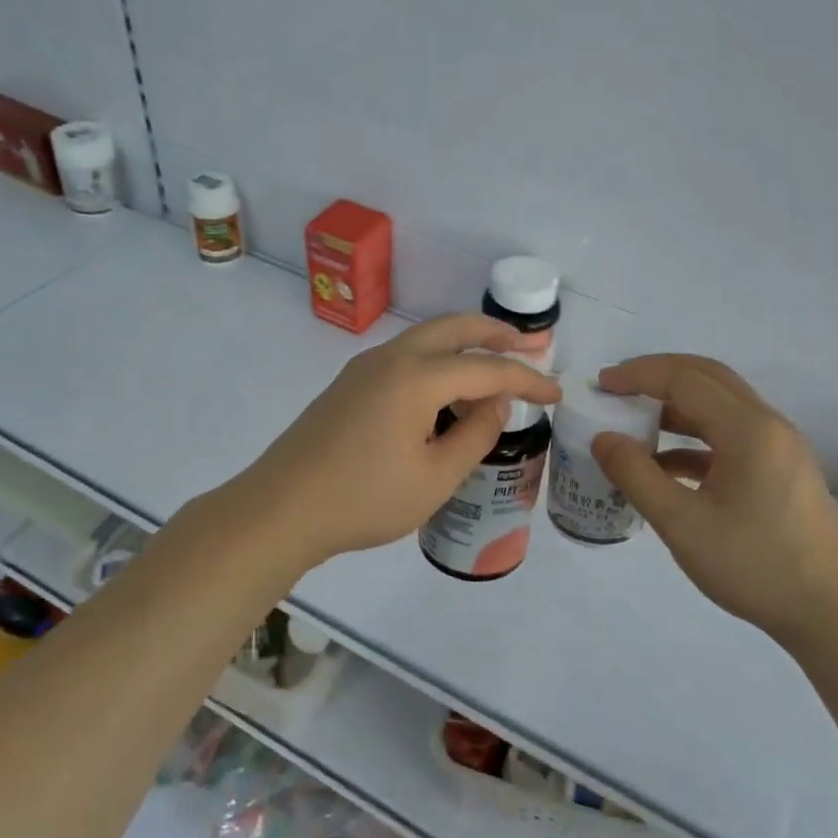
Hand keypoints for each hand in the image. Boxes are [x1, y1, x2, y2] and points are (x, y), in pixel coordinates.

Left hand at [228, 314, 561, 569]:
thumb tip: (496, 401)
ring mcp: (365, 367)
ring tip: (494, 368)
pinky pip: (406, 357)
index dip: (527, 379)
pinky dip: (438, 361)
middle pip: (454, 328)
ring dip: (464, 344)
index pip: (487, 368)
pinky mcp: (350, 384)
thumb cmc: (364, 499)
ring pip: (426, 339)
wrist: (280, 509)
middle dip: (495, 333)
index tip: (557, 393)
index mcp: (417, 377)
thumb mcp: (435, 477)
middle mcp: (392, 358)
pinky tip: (446, 391)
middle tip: (529, 346)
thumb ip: (475, 434)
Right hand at [592, 354, 837, 635]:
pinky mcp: (782, 469)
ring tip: (636, 422)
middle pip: (707, 378)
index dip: (639, 374)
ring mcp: (780, 446)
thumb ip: (636, 476)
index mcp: (748, 429)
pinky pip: (732, 435)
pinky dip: (696, 437)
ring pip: (721, 405)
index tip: (602, 384)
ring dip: (677, 406)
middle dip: (659, 375)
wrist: (830, 614)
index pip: (685, 379)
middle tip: (618, 388)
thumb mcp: (681, 524)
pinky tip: (667, 464)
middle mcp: (768, 424)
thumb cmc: (754, 565)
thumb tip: (603, 438)